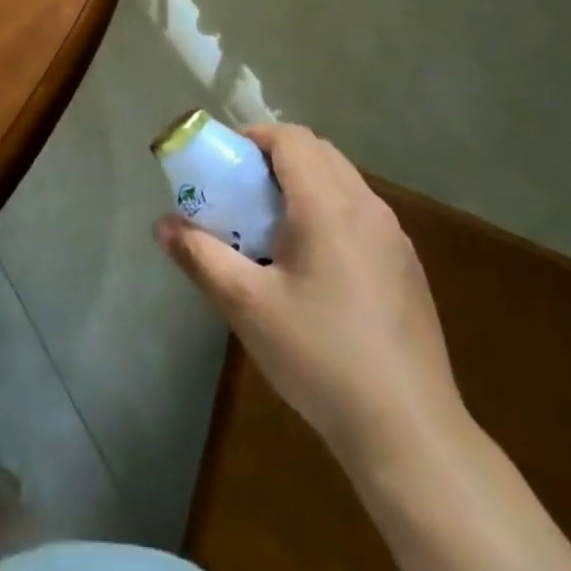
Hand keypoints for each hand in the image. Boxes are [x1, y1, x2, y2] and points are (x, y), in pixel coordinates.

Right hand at [154, 124, 465, 474]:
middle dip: (274, 158)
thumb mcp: (246, 306)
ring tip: (272, 229)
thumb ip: (200, 256)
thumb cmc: (319, 356)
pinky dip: (329, 211)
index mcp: (328, 204)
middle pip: (317, 151)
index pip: (290, 138)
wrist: (409, 432)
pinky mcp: (407, 266)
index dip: (253, 137)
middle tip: (241, 193)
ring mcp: (394, 236)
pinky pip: (360, 212)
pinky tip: (314, 266)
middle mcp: (366, 206)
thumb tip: (161, 225)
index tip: (225, 164)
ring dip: (303, 184)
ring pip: (342, 180)